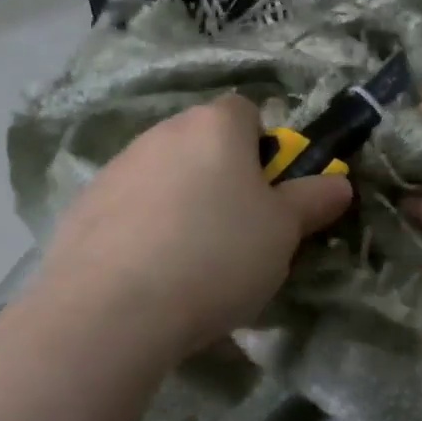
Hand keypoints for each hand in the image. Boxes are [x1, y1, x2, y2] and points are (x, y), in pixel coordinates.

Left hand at [33, 95, 353, 361]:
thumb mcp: (282, 233)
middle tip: (237, 233)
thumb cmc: (217, 255)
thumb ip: (312, 201)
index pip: (247, 113)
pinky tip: (148, 273)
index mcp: (214, 126)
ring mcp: (117, 166)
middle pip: (203, 144)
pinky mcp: (83, 206)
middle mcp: (163, 132)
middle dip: (222, 179)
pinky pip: (129, 207)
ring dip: (181, 203)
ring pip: (165, 176)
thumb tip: (338, 183)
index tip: (268, 196)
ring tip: (189, 262)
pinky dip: (143, 228)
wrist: (113, 308)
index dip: (264, 150)